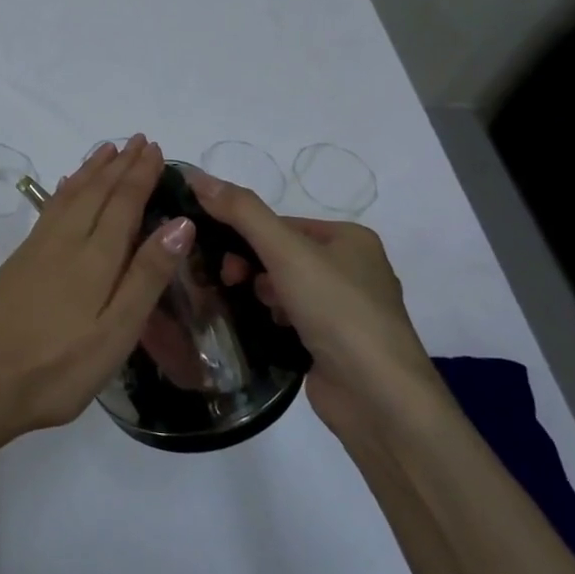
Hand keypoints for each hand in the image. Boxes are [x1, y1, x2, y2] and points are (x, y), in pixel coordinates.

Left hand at [0, 136, 193, 451]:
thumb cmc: (58, 368)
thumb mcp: (116, 333)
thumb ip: (146, 277)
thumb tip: (179, 224)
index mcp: (95, 258)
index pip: (123, 203)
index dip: (140, 174)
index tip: (154, 148)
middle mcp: (65, 242)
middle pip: (96, 192)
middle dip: (119, 164)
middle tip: (137, 140)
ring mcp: (37, 250)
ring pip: (69, 196)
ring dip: (90, 170)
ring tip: (105, 150)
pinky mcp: (18, 262)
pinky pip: (49, 210)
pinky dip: (63, 190)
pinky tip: (65, 187)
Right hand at [187, 169, 438, 440]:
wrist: (378, 398)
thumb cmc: (337, 311)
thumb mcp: (286, 252)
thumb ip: (241, 212)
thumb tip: (195, 175)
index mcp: (350, 238)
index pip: (282, 223)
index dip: (246, 234)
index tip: (220, 255)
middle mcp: (353, 269)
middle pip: (282, 254)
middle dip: (252, 266)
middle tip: (230, 282)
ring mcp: (345, 311)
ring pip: (284, 288)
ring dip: (262, 295)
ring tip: (254, 310)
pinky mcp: (334, 345)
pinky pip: (291, 319)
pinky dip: (273, 321)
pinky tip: (263, 331)